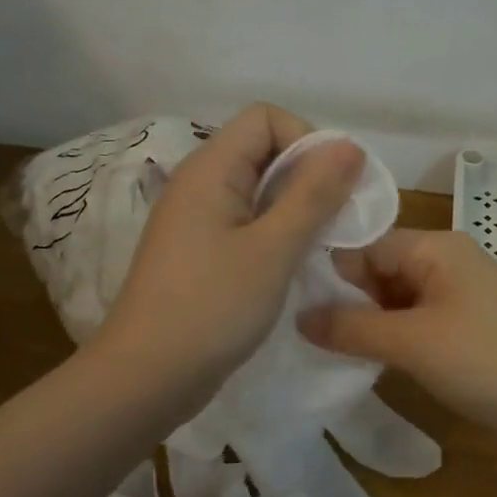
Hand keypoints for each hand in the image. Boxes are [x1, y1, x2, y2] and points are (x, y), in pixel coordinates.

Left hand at [93, 104, 363, 414]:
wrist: (147, 378)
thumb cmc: (212, 307)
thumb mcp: (274, 248)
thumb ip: (313, 194)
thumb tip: (349, 145)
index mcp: (210, 169)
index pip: (265, 118)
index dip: (306, 140)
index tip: (334, 186)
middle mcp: (199, 184)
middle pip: (263, 151)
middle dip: (308, 176)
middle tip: (338, 219)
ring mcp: (197, 221)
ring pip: (258, 191)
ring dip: (296, 207)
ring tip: (322, 244)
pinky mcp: (200, 253)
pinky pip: (246, 223)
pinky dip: (276, 233)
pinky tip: (293, 264)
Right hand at [299, 229, 496, 448]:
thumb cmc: (485, 359)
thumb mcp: (410, 341)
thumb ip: (351, 328)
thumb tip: (299, 317)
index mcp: (435, 247)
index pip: (366, 245)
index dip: (328, 272)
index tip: (287, 300)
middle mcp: (448, 264)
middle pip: (381, 271)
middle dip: (346, 300)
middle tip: (299, 331)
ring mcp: (461, 299)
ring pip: (398, 302)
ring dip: (369, 324)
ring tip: (323, 349)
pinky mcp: (470, 332)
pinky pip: (419, 325)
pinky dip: (394, 340)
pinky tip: (368, 362)